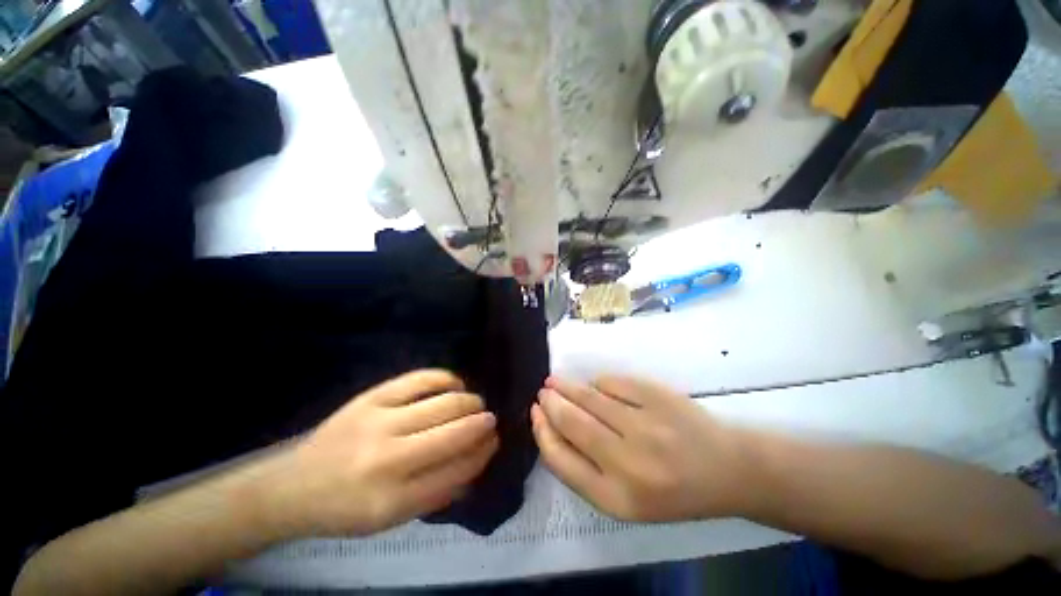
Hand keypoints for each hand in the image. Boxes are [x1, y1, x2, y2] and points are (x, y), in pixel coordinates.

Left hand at [264, 370, 497, 537]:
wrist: (293, 486)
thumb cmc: (345, 509)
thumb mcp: (391, 520)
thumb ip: (436, 495)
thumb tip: (475, 463)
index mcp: (392, 501)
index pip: (456, 471)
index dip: (481, 454)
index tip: (494, 442)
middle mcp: (388, 460)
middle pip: (454, 433)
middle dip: (482, 424)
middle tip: (490, 421)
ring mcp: (379, 422)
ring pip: (443, 403)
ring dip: (469, 401)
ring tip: (476, 403)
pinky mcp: (372, 397)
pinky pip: (420, 379)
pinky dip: (445, 378)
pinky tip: (455, 385)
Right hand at [531, 375, 745, 521]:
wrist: (727, 470)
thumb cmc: (673, 491)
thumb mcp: (626, 499)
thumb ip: (587, 469)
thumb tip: (554, 426)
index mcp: (616, 498)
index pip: (561, 460)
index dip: (542, 432)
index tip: (535, 413)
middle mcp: (628, 463)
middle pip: (572, 423)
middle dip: (551, 403)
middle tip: (543, 392)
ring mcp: (645, 426)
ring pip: (590, 397)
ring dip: (567, 387)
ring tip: (555, 381)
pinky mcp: (657, 397)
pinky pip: (613, 383)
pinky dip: (599, 383)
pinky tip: (596, 386)